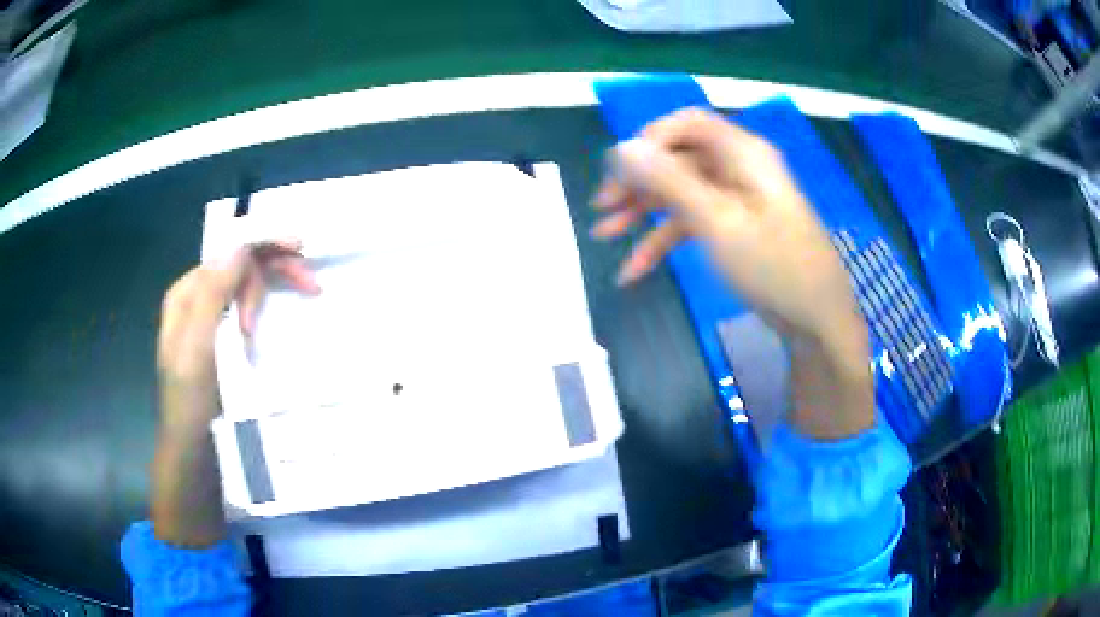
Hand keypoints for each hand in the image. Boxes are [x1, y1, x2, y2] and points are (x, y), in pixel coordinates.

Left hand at [157, 240, 319, 431]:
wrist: (193, 446)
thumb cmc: (192, 399)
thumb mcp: (198, 347)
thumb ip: (213, 295)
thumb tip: (239, 247)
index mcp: (187, 292)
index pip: (229, 252)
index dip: (263, 245)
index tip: (300, 250)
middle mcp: (198, 297)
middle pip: (240, 265)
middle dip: (273, 268)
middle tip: (311, 286)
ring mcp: (210, 317)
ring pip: (246, 284)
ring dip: (271, 288)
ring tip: (296, 302)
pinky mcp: (222, 336)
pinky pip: (247, 306)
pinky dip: (265, 304)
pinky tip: (276, 313)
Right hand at [592, 108, 872, 437]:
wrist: (818, 323)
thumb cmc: (775, 268)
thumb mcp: (719, 222)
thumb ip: (670, 181)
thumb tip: (622, 147)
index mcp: (742, 153)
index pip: (686, 124)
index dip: (648, 141)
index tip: (619, 173)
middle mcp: (739, 168)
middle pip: (679, 158)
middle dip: (638, 182)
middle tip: (602, 210)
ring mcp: (738, 200)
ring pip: (681, 192)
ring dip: (643, 213)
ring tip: (605, 237)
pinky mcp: (736, 228)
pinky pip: (694, 223)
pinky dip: (664, 241)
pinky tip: (635, 270)